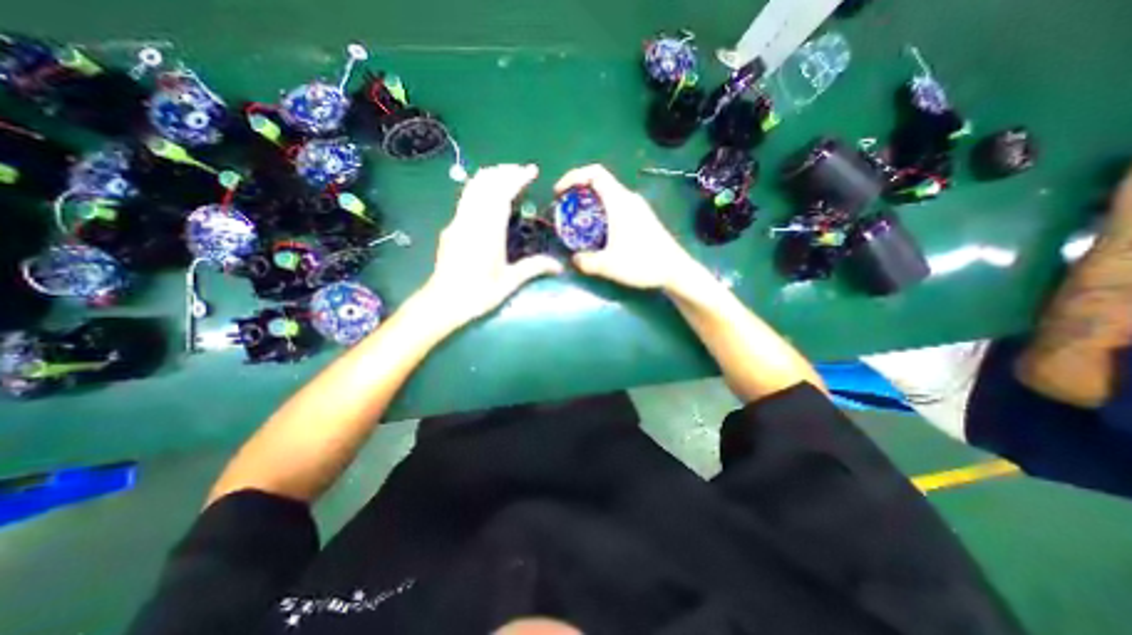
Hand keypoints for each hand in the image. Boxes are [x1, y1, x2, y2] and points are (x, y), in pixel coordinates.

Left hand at [423, 165, 562, 330]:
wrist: (443, 302)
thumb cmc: (478, 294)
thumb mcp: (510, 282)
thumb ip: (534, 268)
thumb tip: (560, 266)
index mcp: (488, 231)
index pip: (501, 194)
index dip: (516, 178)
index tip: (531, 171)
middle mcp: (471, 220)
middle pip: (485, 184)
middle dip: (504, 172)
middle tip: (521, 171)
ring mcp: (458, 222)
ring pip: (472, 188)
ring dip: (490, 177)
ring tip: (506, 177)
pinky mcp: (451, 228)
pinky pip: (466, 199)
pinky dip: (480, 189)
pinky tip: (487, 197)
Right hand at [556, 163, 703, 292]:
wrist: (674, 270)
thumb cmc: (642, 263)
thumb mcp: (608, 265)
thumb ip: (586, 262)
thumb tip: (574, 259)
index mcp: (619, 202)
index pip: (594, 173)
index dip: (573, 177)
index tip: (559, 193)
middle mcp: (629, 199)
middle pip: (600, 182)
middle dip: (578, 191)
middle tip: (564, 208)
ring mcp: (637, 208)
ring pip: (608, 195)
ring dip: (589, 202)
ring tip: (577, 221)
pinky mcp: (642, 218)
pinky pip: (616, 205)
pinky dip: (601, 211)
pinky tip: (597, 231)